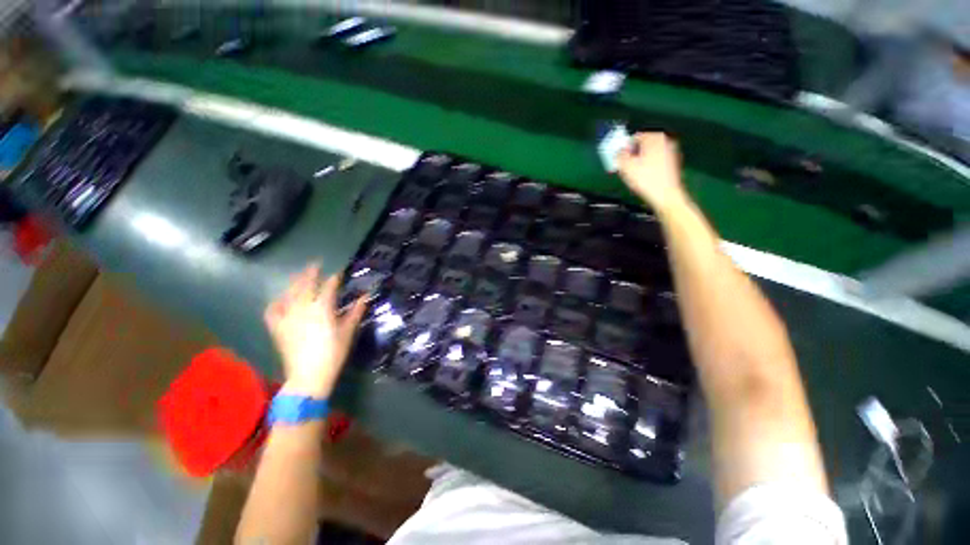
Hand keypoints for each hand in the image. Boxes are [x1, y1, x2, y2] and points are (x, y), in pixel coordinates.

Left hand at [264, 263, 367, 397]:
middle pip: (305, 285)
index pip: (328, 287)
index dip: (334, 278)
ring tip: (299, 276)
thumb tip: (365, 296)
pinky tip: (280, 298)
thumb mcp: (348, 331)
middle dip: (310, 273)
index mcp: (322, 308)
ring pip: (289, 294)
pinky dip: (276, 302)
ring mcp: (287, 317)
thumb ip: (356, 311)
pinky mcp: (277, 328)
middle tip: (315, 264)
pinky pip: (273, 310)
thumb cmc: (333, 353)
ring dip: (294, 282)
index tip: (339, 273)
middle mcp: (302, 308)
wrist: (308, 376)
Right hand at [617, 133, 688, 214]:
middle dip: (634, 154)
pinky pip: (657, 160)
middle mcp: (665, 140)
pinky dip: (650, 165)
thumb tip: (619, 152)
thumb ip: (619, 155)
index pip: (634, 137)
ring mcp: (672, 151)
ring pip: (650, 152)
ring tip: (635, 173)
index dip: (625, 149)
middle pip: (644, 144)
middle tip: (627, 167)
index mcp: (654, 137)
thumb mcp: (626, 167)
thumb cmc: (645, 179)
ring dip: (641, 160)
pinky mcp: (674, 162)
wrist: (666, 195)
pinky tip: (646, 176)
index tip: (621, 160)